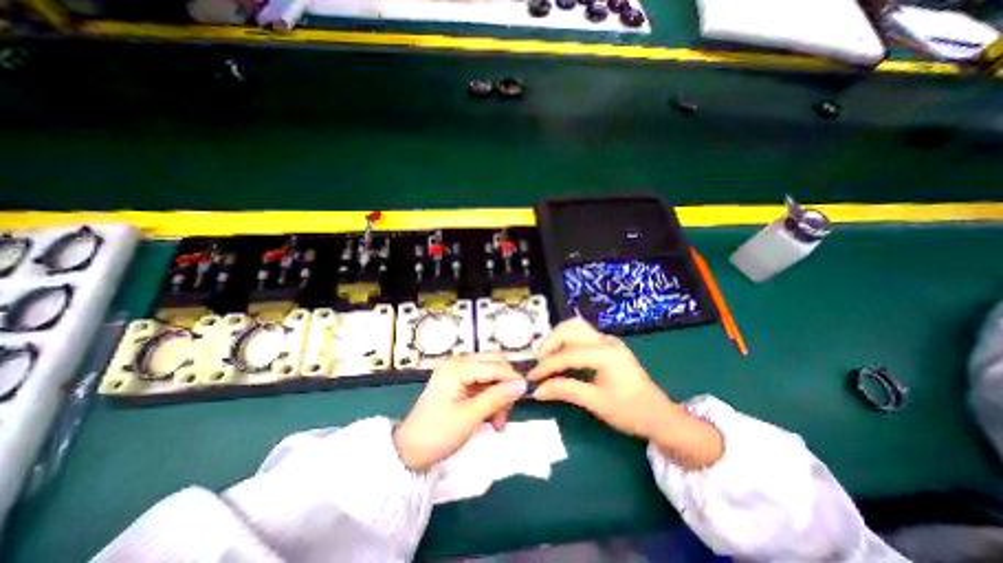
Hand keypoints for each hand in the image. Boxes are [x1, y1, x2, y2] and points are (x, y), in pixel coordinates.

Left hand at [393, 354, 527, 473]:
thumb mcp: (471, 417)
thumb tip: (522, 384)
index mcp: (457, 367)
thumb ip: (497, 397)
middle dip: (504, 384)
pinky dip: (490, 397)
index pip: (493, 365)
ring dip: (498, 393)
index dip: (511, 377)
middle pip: (493, 363)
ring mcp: (456, 371)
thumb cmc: (438, 433)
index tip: (526, 393)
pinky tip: (492, 417)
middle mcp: (457, 363)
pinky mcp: (457, 381)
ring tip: (498, 421)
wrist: (409, 451)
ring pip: (490, 373)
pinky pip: (482, 382)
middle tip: (508, 409)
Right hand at [525, 318, 720, 467]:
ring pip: (576, 328)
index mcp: (606, 354)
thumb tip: (538, 391)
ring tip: (547, 357)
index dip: (546, 366)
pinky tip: (562, 357)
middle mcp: (607, 341)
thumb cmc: (631, 412)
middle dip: (550, 343)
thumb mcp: (595, 402)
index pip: (567, 354)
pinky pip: (583, 336)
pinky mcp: (609, 346)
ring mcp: (609, 341)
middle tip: (539, 362)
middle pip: (570, 329)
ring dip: (558, 339)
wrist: (661, 417)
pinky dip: (567, 342)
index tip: (531, 378)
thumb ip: (565, 391)